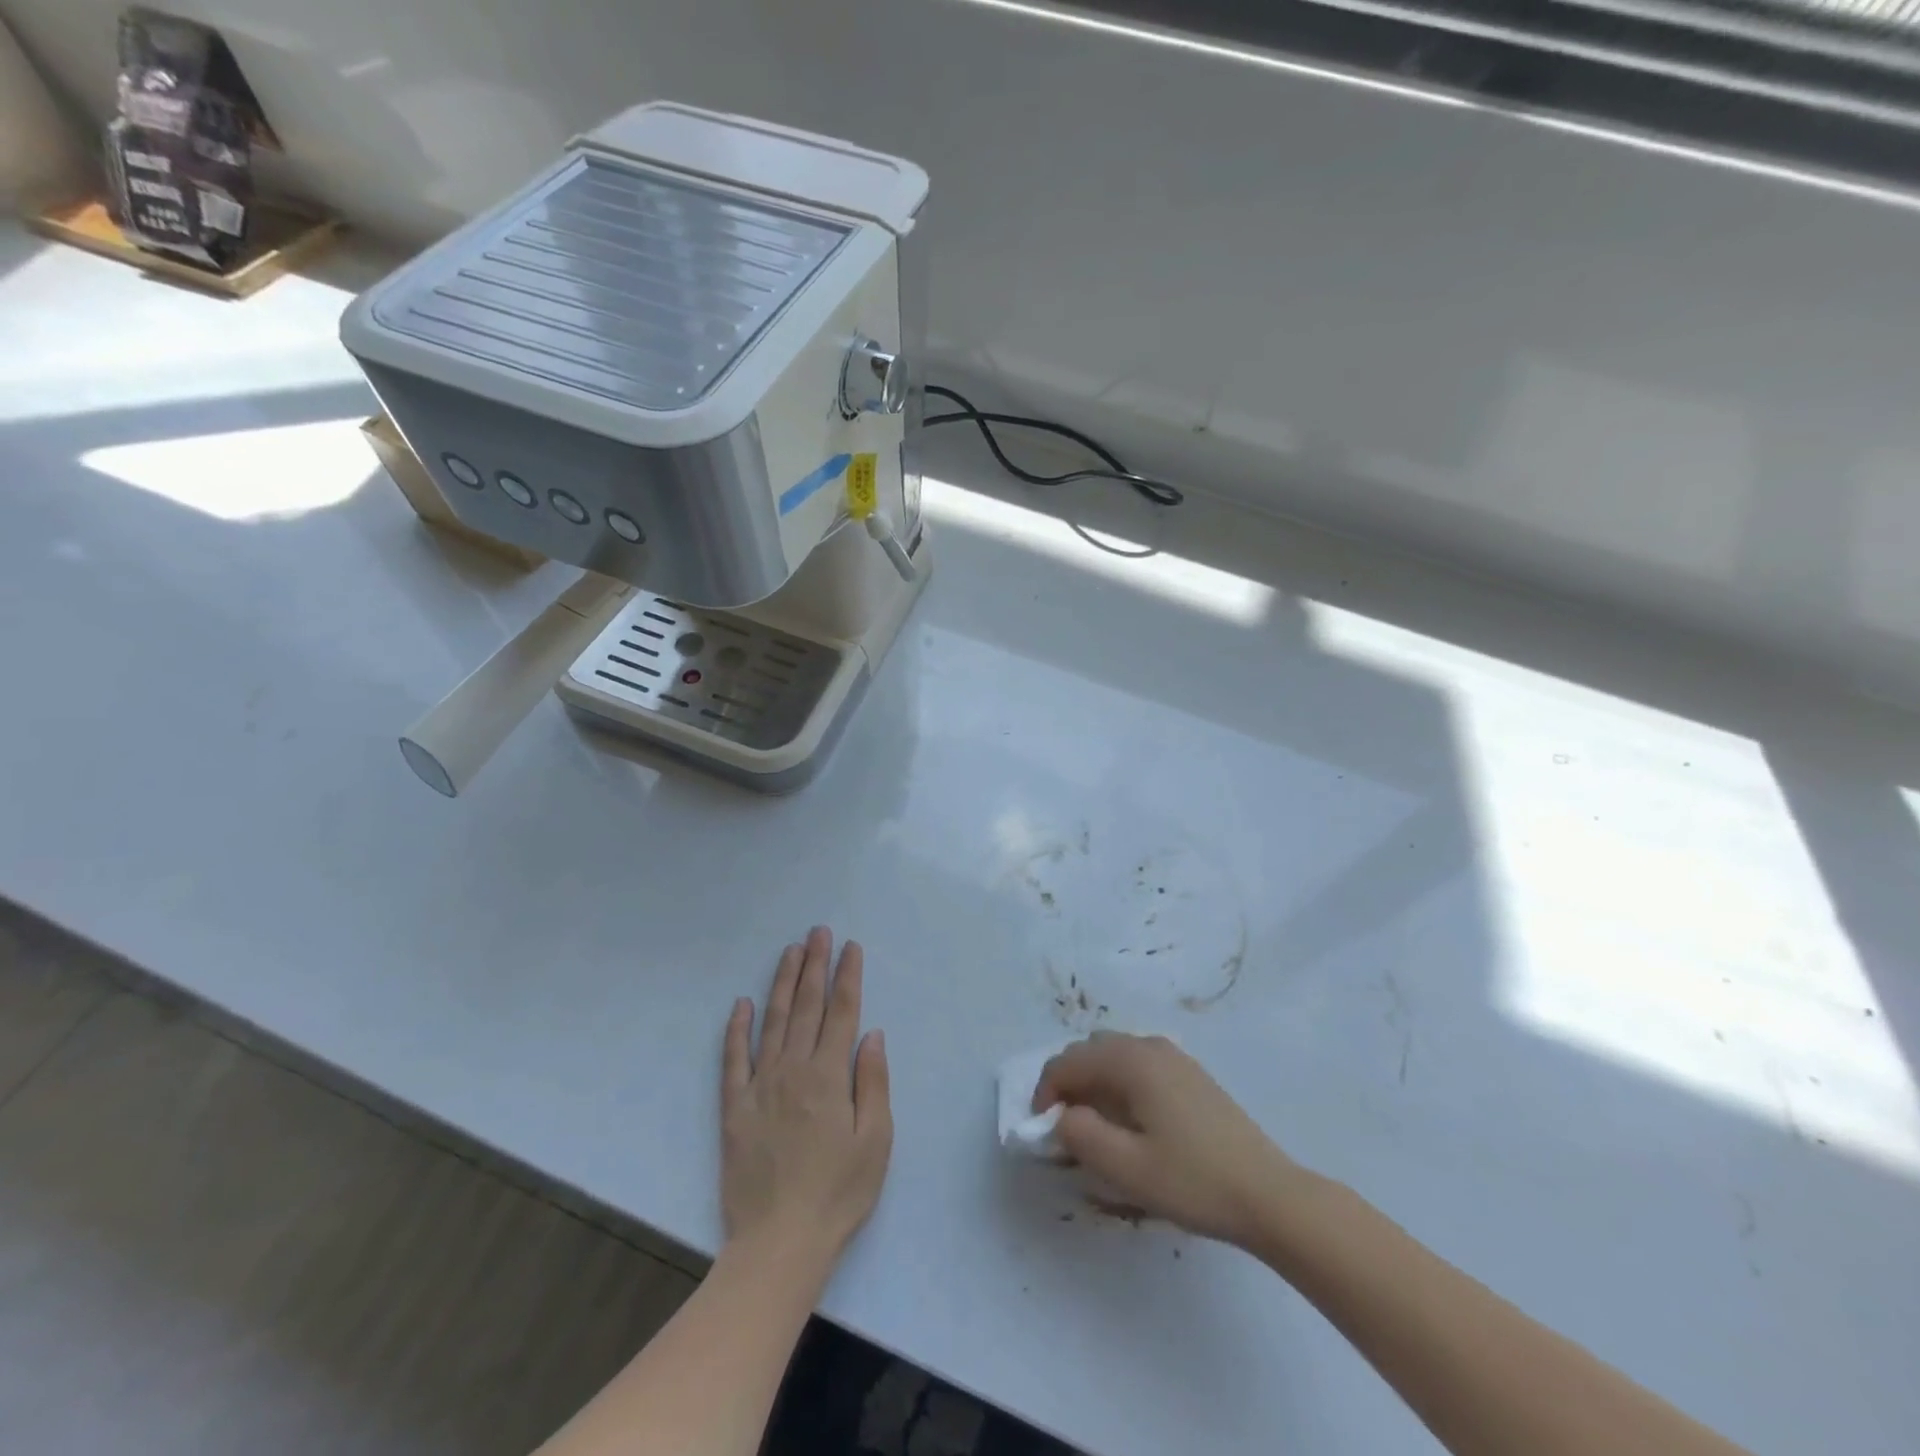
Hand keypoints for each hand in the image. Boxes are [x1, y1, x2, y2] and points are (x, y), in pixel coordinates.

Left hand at [721, 928, 891, 1274]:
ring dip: (783, 983)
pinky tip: (741, 1004)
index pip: (842, 1012)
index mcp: (829, 1076)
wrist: (779, 1242)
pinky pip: (733, 1059)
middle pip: (807, 1006)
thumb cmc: (839, 1192)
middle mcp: (793, 1069)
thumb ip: (873, 1082)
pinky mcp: (734, 1107)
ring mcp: (760, 1085)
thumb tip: (870, 1033)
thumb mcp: (876, 1141)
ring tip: (790, 951)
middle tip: (818, 932)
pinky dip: (736, 1029)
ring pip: (773, 1021)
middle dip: (814, 965)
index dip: (847, 976)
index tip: (850, 947)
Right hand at [1034, 1033, 1304, 1247]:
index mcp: (1130, 1060)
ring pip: (1114, 1055)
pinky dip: (1119, 1083)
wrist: (1269, 1194)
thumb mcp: (1127, 1167)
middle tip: (1065, 1128)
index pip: (1068, 1062)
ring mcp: (1174, 1057)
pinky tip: (1130, 1121)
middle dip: (1068, 1083)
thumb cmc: (1194, 1180)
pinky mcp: (1190, 1075)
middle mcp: (1149, 1046)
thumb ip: (1081, 1136)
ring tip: (1094, 1126)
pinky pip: (1138, 1065)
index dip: (1046, 1092)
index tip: (1042, 1131)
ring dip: (1093, 1082)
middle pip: (1090, 1051)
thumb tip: (1062, 1117)